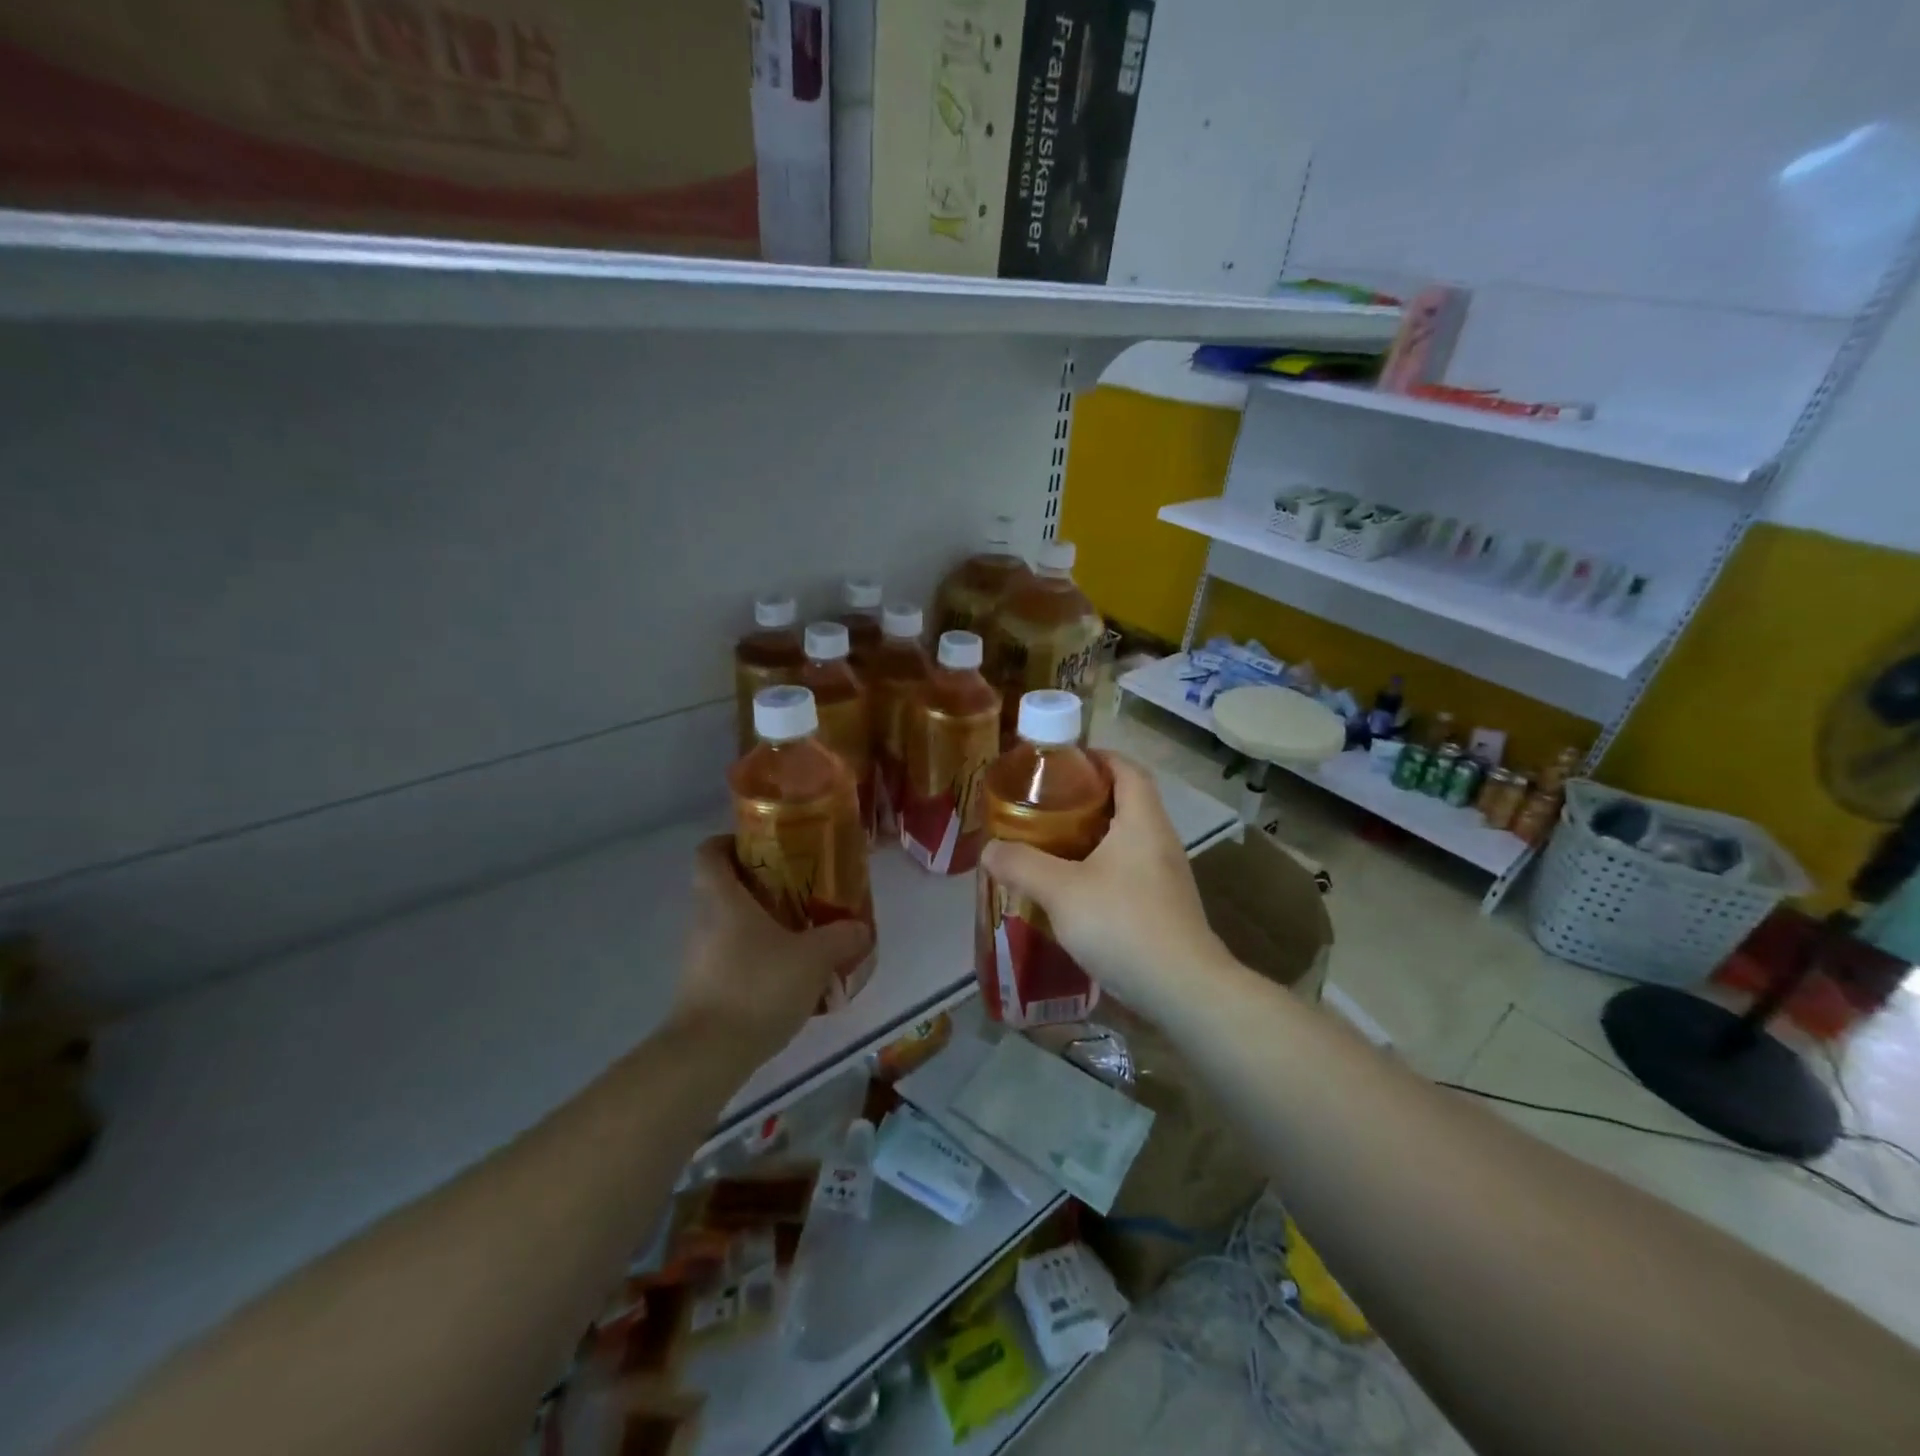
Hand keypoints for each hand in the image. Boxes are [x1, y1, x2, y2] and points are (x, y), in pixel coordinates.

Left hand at [670, 837, 872, 1062]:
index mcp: (722, 898)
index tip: (765, 847)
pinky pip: (730, 958)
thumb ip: (841, 937)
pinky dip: (755, 958)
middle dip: (759, 886)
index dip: (731, 842)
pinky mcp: (702, 989)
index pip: (710, 851)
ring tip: (800, 935)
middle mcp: (703, 920)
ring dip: (759, 925)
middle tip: (799, 890)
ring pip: (728, 925)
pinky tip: (787, 976)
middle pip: (723, 888)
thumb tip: (860, 927)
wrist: (709, 1054)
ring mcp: (699, 957)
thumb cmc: (758, 986)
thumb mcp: (813, 957)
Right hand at [979, 753, 1231, 1020]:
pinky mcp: (1164, 906)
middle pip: (1128, 801)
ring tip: (1052, 843)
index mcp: (1142, 821)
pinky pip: (1130, 870)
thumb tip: (990, 849)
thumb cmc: (1123, 924)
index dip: (1099, 757)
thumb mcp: (1062, 891)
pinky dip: (1102, 866)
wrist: (1183, 988)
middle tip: (1046, 804)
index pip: (1127, 769)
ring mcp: (1166, 875)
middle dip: (1088, 797)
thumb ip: (1022, 865)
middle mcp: (1160, 840)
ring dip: (1094, 835)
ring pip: (1128, 839)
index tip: (1064, 761)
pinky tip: (1074, 889)